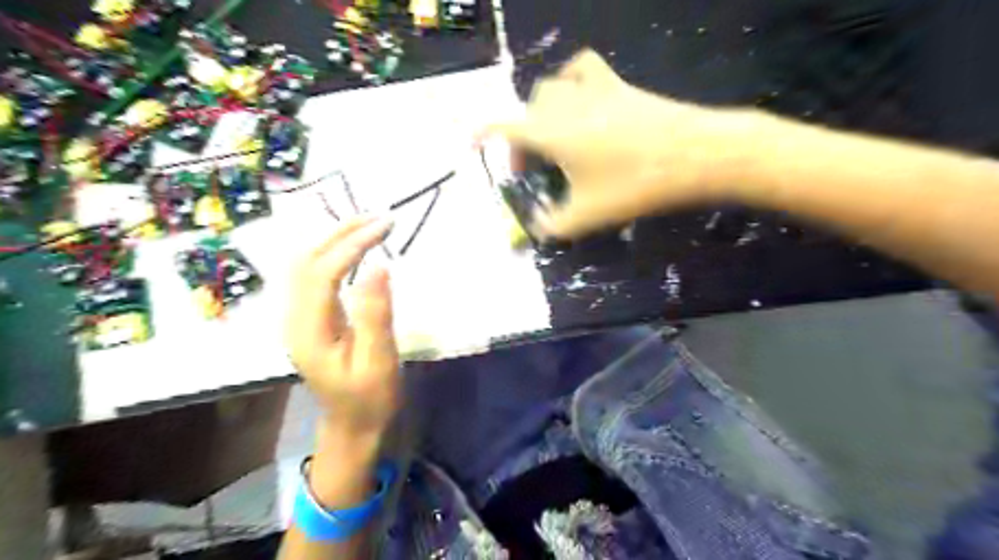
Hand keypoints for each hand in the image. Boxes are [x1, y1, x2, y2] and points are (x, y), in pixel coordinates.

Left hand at [285, 217, 397, 438]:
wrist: (351, 425)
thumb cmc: (370, 398)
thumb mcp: (378, 361)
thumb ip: (375, 315)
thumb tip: (379, 266)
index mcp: (310, 331)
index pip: (323, 272)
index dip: (352, 245)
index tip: (385, 227)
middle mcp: (295, 318)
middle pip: (307, 260)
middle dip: (342, 233)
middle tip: (380, 218)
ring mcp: (297, 318)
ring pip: (306, 264)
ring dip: (335, 238)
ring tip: (369, 225)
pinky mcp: (308, 318)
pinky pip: (313, 275)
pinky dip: (333, 253)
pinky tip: (353, 247)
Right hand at [486, 49, 756, 238]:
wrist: (695, 154)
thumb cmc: (635, 186)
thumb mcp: (588, 215)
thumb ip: (555, 225)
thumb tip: (539, 230)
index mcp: (551, 132)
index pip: (504, 126)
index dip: (483, 133)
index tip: (471, 143)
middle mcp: (566, 104)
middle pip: (528, 109)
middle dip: (521, 137)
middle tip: (532, 166)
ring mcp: (594, 89)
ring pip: (552, 87)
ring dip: (542, 110)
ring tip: (552, 135)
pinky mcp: (619, 86)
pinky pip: (584, 70)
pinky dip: (572, 82)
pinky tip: (581, 101)